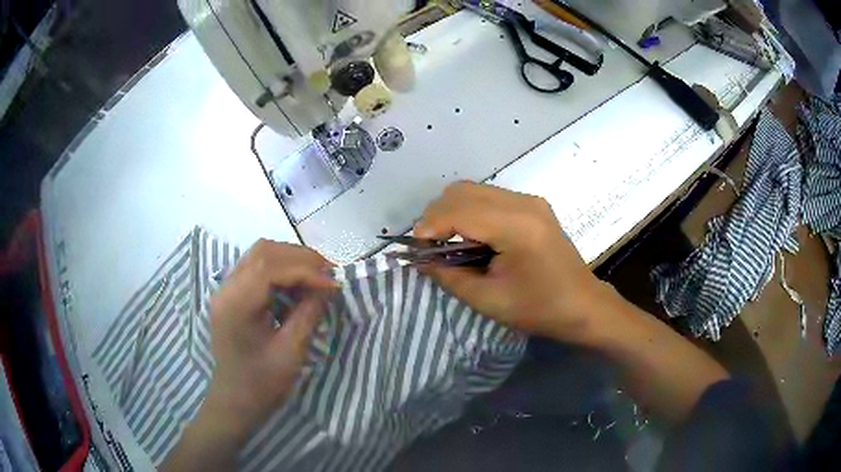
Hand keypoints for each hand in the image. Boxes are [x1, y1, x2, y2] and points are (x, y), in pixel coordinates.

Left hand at [203, 240, 337, 443]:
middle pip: (264, 251)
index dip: (306, 270)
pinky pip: (257, 268)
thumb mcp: (291, 353)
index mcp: (236, 304)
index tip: (334, 285)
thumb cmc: (262, 385)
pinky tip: (297, 287)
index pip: (270, 267)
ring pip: (260, 255)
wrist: (235, 401)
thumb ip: (308, 314)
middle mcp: (226, 288)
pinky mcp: (231, 294)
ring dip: (291, 261)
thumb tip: (328, 287)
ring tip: (317, 278)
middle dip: (301, 258)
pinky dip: (281, 271)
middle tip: (329, 276)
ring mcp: (226, 289)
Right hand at [415, 182, 605, 342]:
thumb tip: (419, 259)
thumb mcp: (488, 300)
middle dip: (437, 215)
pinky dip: (469, 211)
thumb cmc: (539, 309)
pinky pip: (488, 196)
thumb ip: (449, 276)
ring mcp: (530, 200)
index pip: (459, 210)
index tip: (416, 248)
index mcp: (517, 227)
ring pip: (473, 189)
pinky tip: (471, 237)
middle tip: (430, 246)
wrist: (583, 305)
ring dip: (452, 211)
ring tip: (447, 242)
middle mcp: (523, 203)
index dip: (430, 226)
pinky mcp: (532, 204)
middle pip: (463, 191)